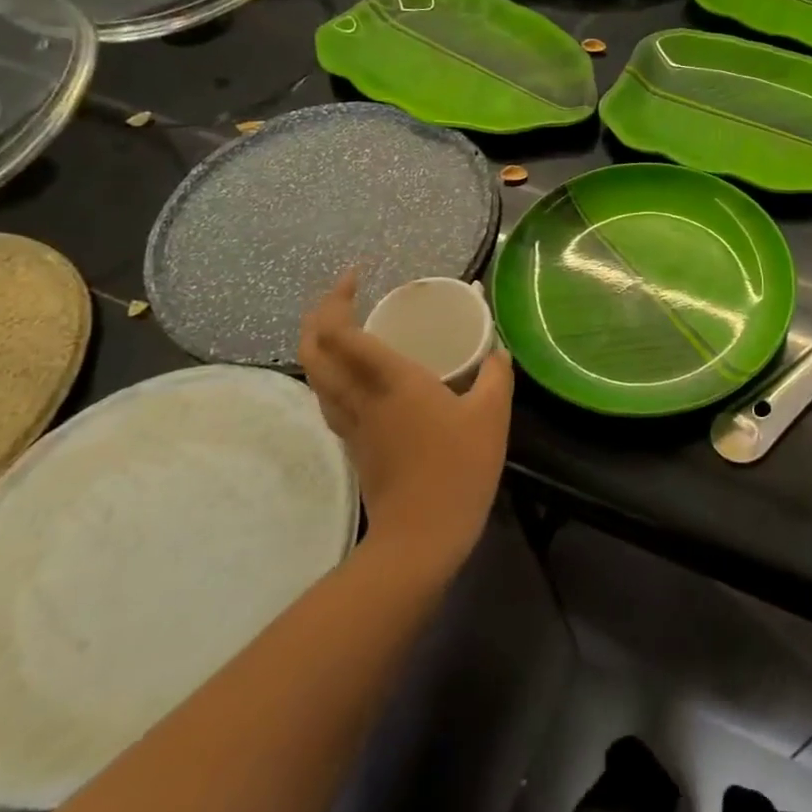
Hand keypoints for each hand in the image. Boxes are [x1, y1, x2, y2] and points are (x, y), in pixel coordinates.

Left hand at [298, 269, 513, 574]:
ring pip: (314, 375)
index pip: (344, 334)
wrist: (422, 535)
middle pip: (313, 350)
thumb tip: (498, 351)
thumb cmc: (458, 469)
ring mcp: (351, 423)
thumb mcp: (491, 416)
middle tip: (342, 293)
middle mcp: (361, 397)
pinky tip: (351, 371)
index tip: (357, 275)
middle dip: (317, 314)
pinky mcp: (353, 443)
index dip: (339, 299)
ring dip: (317, 342)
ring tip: (340, 324)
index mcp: (392, 382)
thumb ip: (496, 375)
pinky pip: (327, 395)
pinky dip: (329, 371)